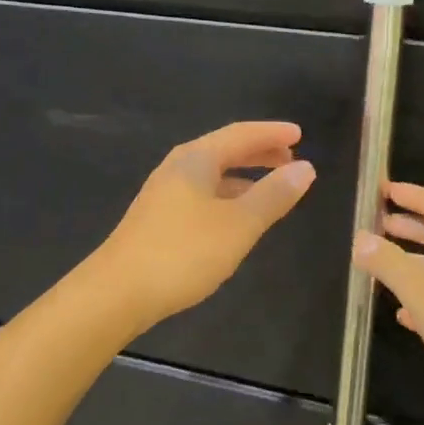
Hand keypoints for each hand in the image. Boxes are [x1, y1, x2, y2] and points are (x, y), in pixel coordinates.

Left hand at [98, 122, 316, 328]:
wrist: (118, 291)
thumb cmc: (183, 252)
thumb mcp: (238, 224)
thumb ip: (273, 196)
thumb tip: (305, 167)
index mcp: (196, 159)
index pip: (240, 134)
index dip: (271, 133)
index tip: (300, 133)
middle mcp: (177, 168)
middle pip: (224, 150)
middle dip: (258, 152)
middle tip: (290, 158)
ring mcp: (164, 193)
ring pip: (212, 174)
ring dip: (243, 175)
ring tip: (271, 187)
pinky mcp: (157, 219)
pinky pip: (202, 194)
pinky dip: (227, 196)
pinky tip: (236, 217)